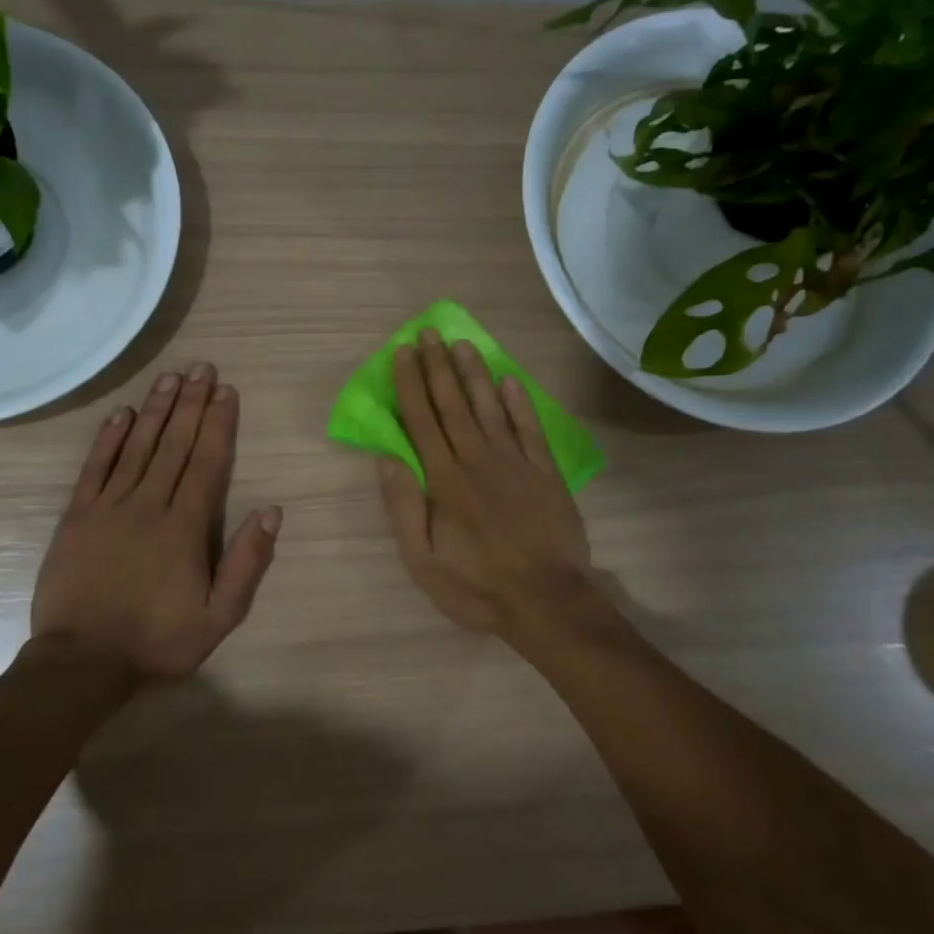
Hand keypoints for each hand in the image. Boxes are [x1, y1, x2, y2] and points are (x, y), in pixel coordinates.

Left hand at [33, 364, 280, 680]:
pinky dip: (109, 438)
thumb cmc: (157, 641)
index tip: (226, 392)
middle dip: (192, 404)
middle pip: (175, 445)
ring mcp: (108, 507)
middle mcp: (148, 505)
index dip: (219, 424)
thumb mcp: (219, 617)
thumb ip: (246, 563)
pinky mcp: (76, 516)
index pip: (207, 463)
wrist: (81, 662)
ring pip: (138, 447)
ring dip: (156, 410)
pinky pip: (95, 468)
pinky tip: (122, 414)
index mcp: (185, 527)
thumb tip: (270, 511)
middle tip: (202, 368)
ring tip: (171, 378)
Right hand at [378, 329, 592, 635]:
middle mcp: (478, 460)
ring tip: (462, 344)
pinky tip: (509, 381)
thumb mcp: (423, 561)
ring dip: (475, 374)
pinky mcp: (545, 473)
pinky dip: (520, 403)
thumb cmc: (477, 586)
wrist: (547, 601)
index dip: (411, 384)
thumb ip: (404, 507)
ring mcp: (516, 463)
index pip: (422, 421)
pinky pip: (530, 429)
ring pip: (490, 408)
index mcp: (445, 480)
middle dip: (438, 367)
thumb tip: (387, 459)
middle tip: (428, 333)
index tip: (403, 352)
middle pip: (453, 405)